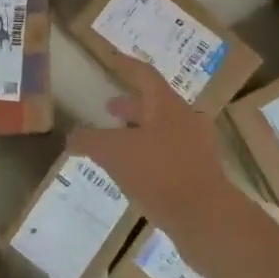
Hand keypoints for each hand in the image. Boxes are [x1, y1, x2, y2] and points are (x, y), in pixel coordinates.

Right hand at [75, 55, 239, 254]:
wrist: (206, 218)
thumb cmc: (159, 173)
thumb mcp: (114, 153)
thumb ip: (90, 141)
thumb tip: (72, 136)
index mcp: (167, 105)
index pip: (145, 74)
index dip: (127, 65)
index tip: (113, 59)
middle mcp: (186, 119)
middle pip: (155, 104)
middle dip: (131, 106)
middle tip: (109, 109)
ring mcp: (197, 147)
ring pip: (164, 130)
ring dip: (140, 132)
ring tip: (119, 145)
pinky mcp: (201, 173)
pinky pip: (171, 154)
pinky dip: (151, 155)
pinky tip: (136, 174)